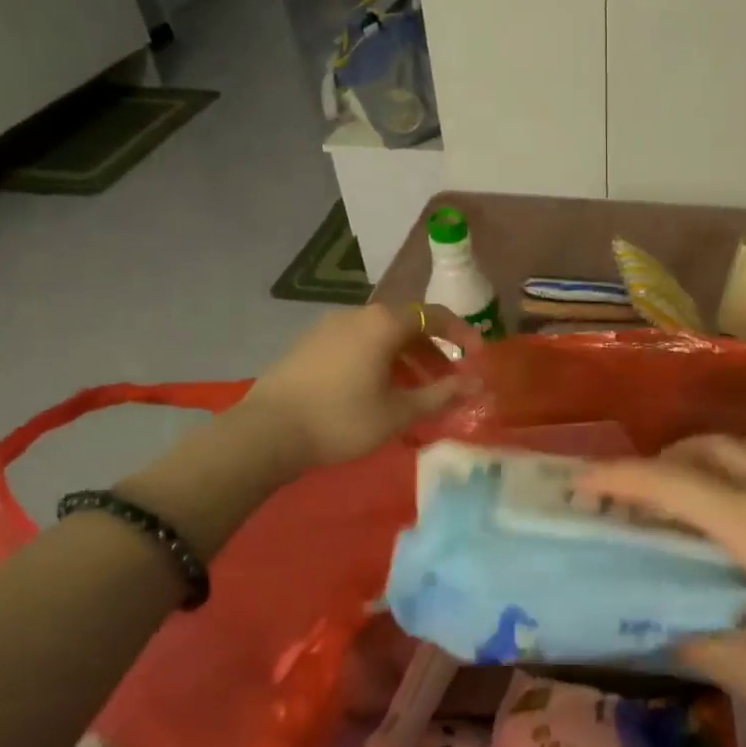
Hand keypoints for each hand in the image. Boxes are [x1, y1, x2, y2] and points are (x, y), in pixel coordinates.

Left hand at [237, 303, 478, 467]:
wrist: (267, 431)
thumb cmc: (343, 419)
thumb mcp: (400, 412)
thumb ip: (442, 394)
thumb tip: (477, 384)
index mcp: (384, 323)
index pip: (435, 316)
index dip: (463, 334)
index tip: (478, 357)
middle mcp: (358, 315)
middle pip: (408, 325)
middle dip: (434, 352)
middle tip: (448, 382)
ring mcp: (330, 327)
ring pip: (382, 336)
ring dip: (407, 359)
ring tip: (416, 393)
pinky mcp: (311, 344)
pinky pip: (359, 344)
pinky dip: (380, 361)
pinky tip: (379, 392)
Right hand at [581, 434, 745, 746]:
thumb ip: (698, 646)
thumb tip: (659, 628)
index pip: (670, 483)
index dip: (617, 479)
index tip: (579, 487)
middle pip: (702, 449)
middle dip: (653, 466)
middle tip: (629, 507)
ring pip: (738, 443)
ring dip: (697, 458)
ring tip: (680, 500)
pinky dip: (735, 461)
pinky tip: (738, 503)